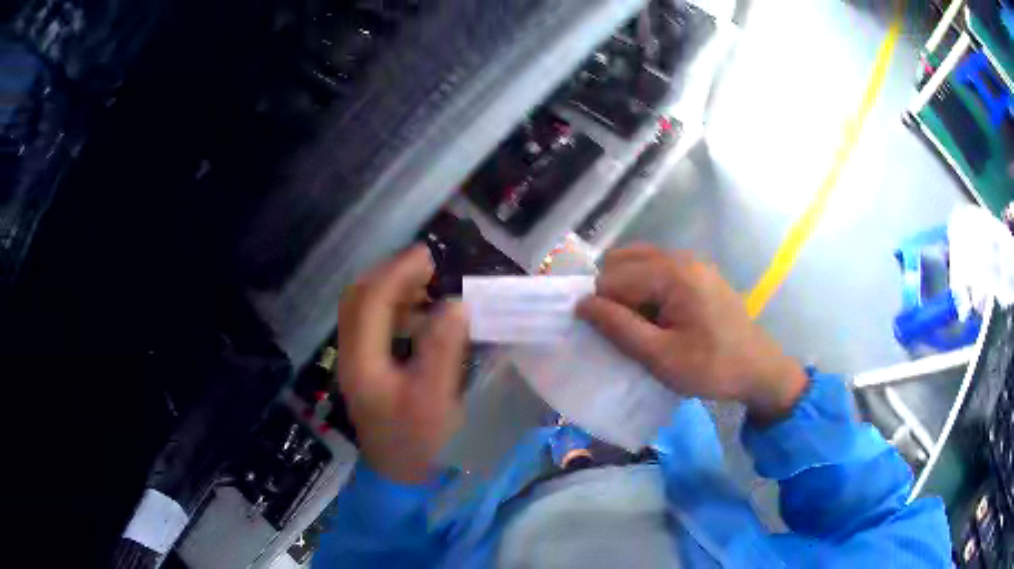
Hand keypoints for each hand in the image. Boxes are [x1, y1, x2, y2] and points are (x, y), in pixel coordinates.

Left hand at [337, 245, 468, 482]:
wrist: (400, 475)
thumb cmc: (419, 441)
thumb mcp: (436, 399)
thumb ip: (443, 350)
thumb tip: (454, 305)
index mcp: (363, 361)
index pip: (370, 301)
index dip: (397, 272)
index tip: (428, 256)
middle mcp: (352, 354)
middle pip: (358, 298)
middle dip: (389, 274)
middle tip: (426, 265)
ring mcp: (357, 360)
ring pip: (364, 309)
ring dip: (391, 289)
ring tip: (426, 283)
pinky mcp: (368, 367)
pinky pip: (375, 325)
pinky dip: (395, 308)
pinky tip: (420, 313)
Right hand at [576, 245, 807, 423]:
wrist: (759, 369)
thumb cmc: (712, 367)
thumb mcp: (661, 356)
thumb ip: (619, 328)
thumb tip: (582, 304)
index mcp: (673, 273)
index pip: (613, 277)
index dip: (600, 307)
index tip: (605, 337)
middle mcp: (680, 257)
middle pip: (623, 262)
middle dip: (611, 293)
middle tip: (619, 331)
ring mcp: (692, 262)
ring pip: (638, 263)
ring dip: (626, 290)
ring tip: (635, 324)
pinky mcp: (698, 272)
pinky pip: (657, 269)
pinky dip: (644, 287)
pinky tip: (653, 316)